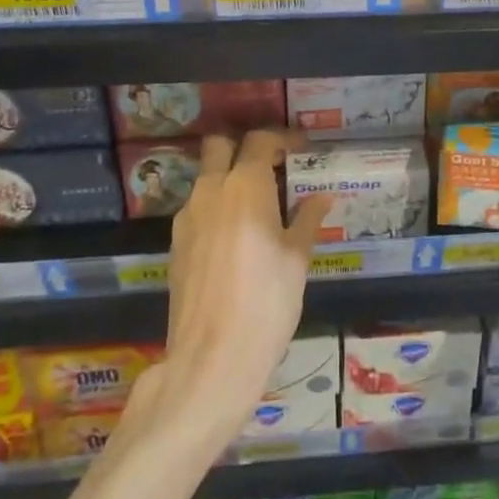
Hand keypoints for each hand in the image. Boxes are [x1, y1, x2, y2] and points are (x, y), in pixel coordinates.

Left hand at [141, 131, 329, 445]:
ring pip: (206, 176)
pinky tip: (236, 235)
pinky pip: (198, 206)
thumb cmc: (266, 303)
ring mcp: (188, 216)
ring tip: (257, 203)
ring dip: (228, 176)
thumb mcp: (297, 259)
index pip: (260, 140)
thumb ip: (308, 219)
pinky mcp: (175, 243)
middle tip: (271, 165)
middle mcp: (211, 190)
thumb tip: (322, 196)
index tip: (301, 149)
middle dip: (244, 146)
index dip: (282, 138)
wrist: (211, 360)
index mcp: (245, 185)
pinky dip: (217, 205)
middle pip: (220, 145)